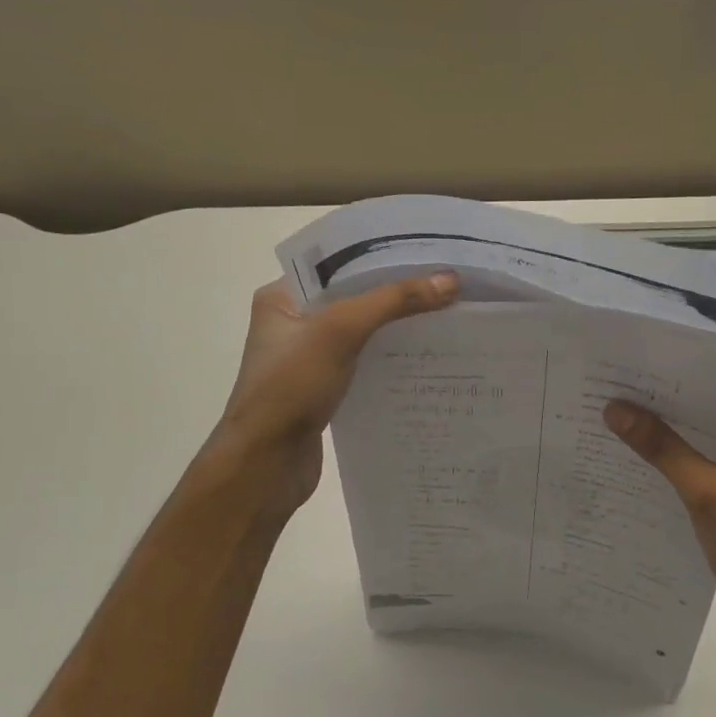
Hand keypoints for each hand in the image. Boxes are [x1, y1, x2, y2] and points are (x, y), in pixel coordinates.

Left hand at [212, 273, 459, 508]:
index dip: (380, 256)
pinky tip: (424, 356)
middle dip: (395, 291)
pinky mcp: (322, 390)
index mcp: (282, 297)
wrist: (265, 465)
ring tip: (445, 314)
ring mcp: (307, 359)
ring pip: (360, 332)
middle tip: (446, 282)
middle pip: (352, 297)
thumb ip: (393, 301)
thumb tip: (450, 279)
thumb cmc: (291, 386)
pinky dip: (388, 358)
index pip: (337, 264)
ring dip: (395, 327)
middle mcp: (292, 323)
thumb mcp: (340, 331)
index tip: (427, 251)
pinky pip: (362, 363)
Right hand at [604, 398, 715, 632]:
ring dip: (677, 430)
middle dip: (676, 404)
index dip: (686, 377)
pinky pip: (715, 457)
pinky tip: (646, 450)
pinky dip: (685, 455)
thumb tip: (613, 408)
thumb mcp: (708, 494)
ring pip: (715, 434)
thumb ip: (662, 448)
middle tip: (622, 386)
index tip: (640, 368)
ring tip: (625, 411)